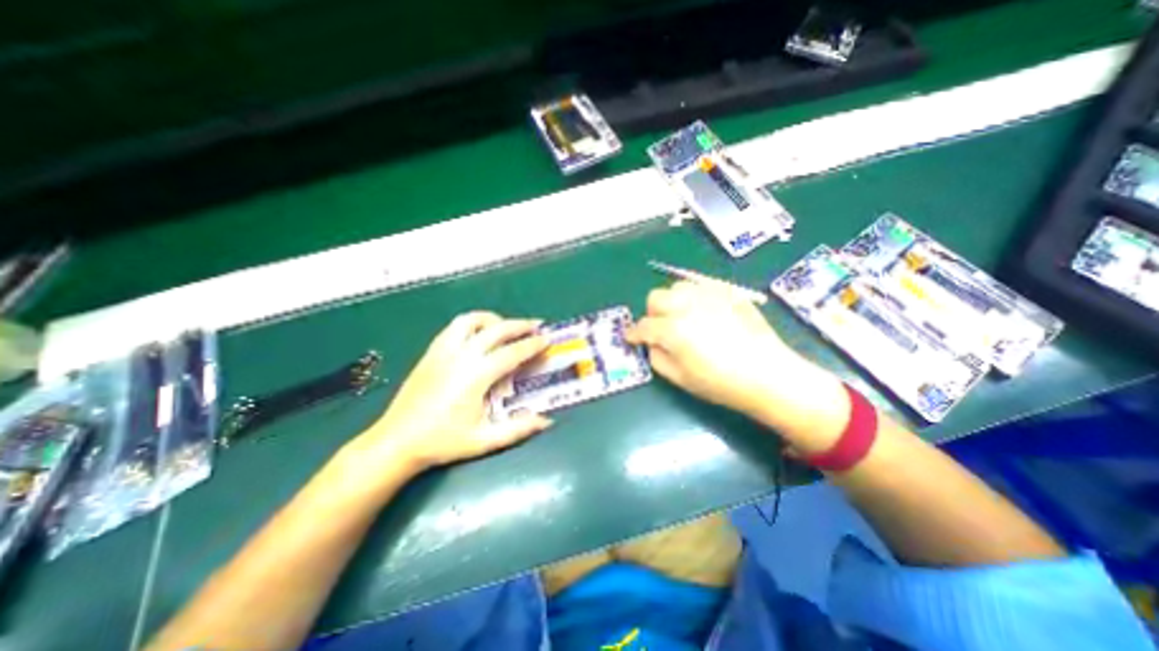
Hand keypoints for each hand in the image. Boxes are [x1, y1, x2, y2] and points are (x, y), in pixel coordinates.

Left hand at [354, 310, 551, 473]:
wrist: (397, 441)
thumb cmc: (443, 442)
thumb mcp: (484, 440)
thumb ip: (518, 429)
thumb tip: (546, 420)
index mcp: (476, 375)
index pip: (512, 352)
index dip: (532, 345)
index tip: (547, 339)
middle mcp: (461, 356)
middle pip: (496, 329)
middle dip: (520, 325)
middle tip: (536, 326)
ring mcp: (444, 350)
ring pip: (471, 320)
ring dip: (493, 319)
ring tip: (506, 327)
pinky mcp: (431, 352)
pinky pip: (454, 327)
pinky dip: (472, 324)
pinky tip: (478, 334)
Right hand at [626, 282, 847, 455]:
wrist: (768, 374)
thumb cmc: (721, 383)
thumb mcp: (680, 379)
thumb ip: (657, 358)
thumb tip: (651, 344)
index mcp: (673, 329)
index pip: (643, 326)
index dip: (633, 333)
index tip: (631, 338)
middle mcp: (687, 306)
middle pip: (656, 298)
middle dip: (652, 313)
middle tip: (660, 329)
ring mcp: (709, 295)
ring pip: (678, 287)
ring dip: (672, 301)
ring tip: (683, 317)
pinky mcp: (728, 293)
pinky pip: (702, 286)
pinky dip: (695, 297)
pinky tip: (704, 312)